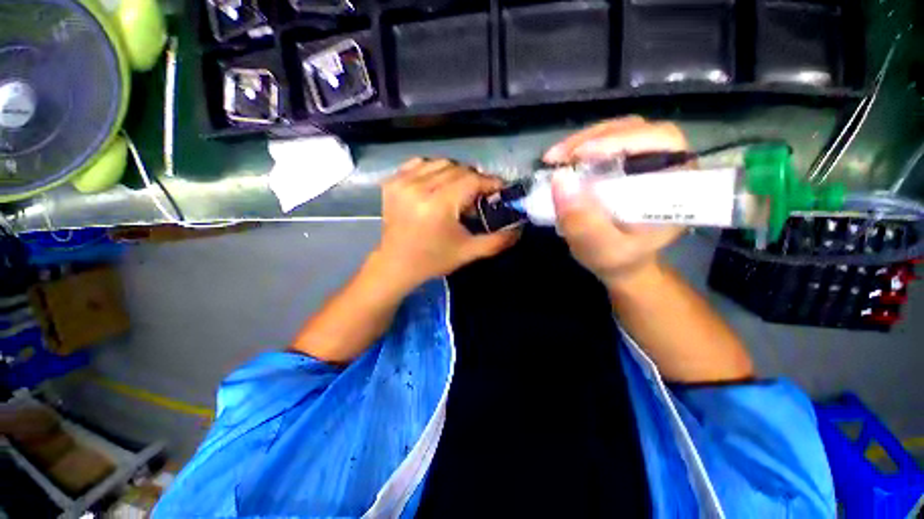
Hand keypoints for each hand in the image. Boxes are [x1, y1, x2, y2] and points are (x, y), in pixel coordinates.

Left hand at [374, 157, 518, 290]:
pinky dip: (434, 170)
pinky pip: (420, 164)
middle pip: (458, 169)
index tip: (501, 189)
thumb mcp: (468, 252)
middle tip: (480, 197)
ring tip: (458, 192)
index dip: (491, 182)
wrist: (396, 264)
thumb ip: (498, 240)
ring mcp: (402, 182)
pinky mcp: (392, 182)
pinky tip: (437, 185)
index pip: (472, 180)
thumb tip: (520, 227)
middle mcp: (418, 188)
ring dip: (456, 174)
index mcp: (438, 205)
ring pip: (440, 163)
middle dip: (474, 180)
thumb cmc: (433, 260)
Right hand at [545, 116, 687, 287]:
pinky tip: (562, 161)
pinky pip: (605, 143)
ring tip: (554, 159)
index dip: (622, 140)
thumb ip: (583, 223)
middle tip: (557, 158)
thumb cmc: (618, 259)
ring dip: (582, 141)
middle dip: (593, 139)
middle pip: (636, 130)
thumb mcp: (600, 250)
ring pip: (618, 131)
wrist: (622, 262)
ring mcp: (646, 160)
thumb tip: (559, 180)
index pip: (662, 143)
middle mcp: (667, 164)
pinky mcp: (626, 162)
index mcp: (676, 186)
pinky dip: (580, 148)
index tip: (581, 155)